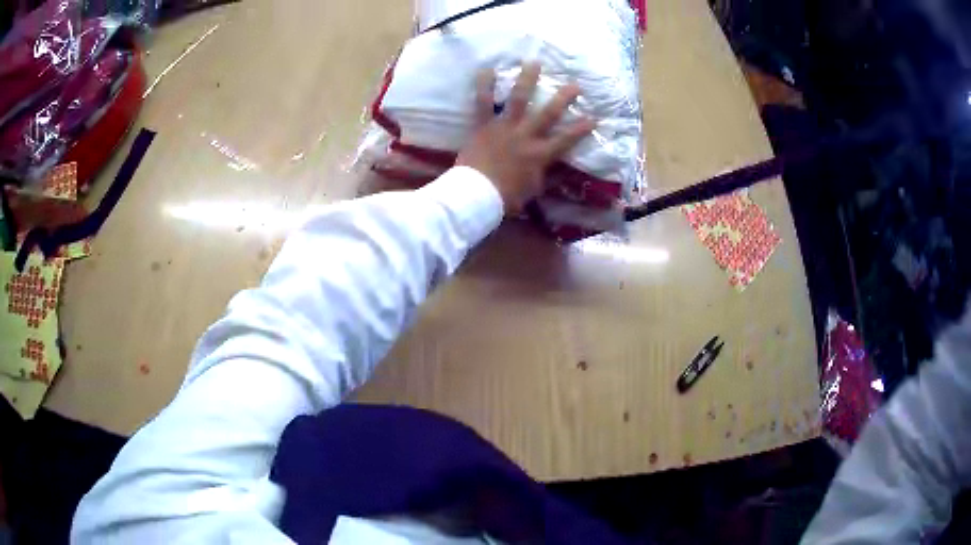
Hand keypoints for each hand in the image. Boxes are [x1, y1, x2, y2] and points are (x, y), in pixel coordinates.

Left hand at [457, 62, 596, 213]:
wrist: (477, 195)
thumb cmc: (506, 197)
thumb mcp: (533, 190)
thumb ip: (547, 177)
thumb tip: (562, 171)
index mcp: (540, 154)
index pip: (566, 139)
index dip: (581, 128)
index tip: (594, 117)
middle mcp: (526, 136)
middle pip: (548, 113)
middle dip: (563, 98)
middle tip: (575, 84)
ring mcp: (504, 127)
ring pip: (518, 99)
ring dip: (527, 80)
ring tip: (534, 63)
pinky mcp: (483, 125)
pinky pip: (483, 102)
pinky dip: (484, 86)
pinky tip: (487, 69)